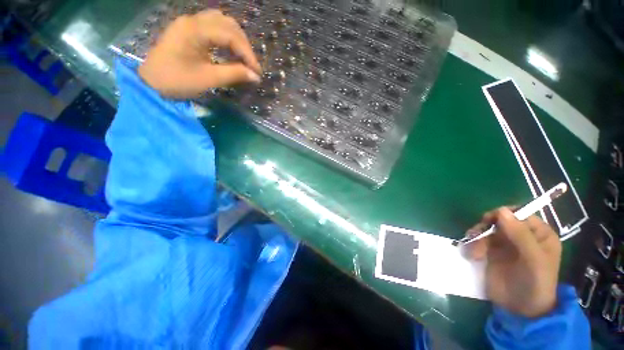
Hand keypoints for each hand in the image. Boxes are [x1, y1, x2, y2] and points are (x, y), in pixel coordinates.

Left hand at [138, 10, 261, 97]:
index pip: (230, 35)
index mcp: (195, 30)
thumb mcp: (208, 79)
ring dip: (236, 38)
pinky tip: (230, 50)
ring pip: (221, 22)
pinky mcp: (188, 30)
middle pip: (227, 24)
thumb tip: (255, 76)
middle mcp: (193, 20)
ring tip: (243, 57)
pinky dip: (226, 37)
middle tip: (251, 65)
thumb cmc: (177, 81)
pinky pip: (212, 26)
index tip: (257, 71)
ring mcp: (189, 23)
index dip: (247, 54)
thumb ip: (234, 74)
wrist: (151, 83)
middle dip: (244, 44)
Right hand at [465, 207, 561, 317]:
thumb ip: (520, 235)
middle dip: (486, 228)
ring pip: (485, 229)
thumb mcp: (534, 260)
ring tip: (474, 252)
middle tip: (478, 238)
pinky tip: (471, 255)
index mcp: (538, 234)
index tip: (490, 222)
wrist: (519, 309)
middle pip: (498, 220)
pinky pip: (477, 240)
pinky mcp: (490, 251)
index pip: (519, 213)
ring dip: (476, 237)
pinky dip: (471, 244)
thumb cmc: (534, 284)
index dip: (503, 215)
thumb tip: (501, 210)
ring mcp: (504, 243)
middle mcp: (521, 235)